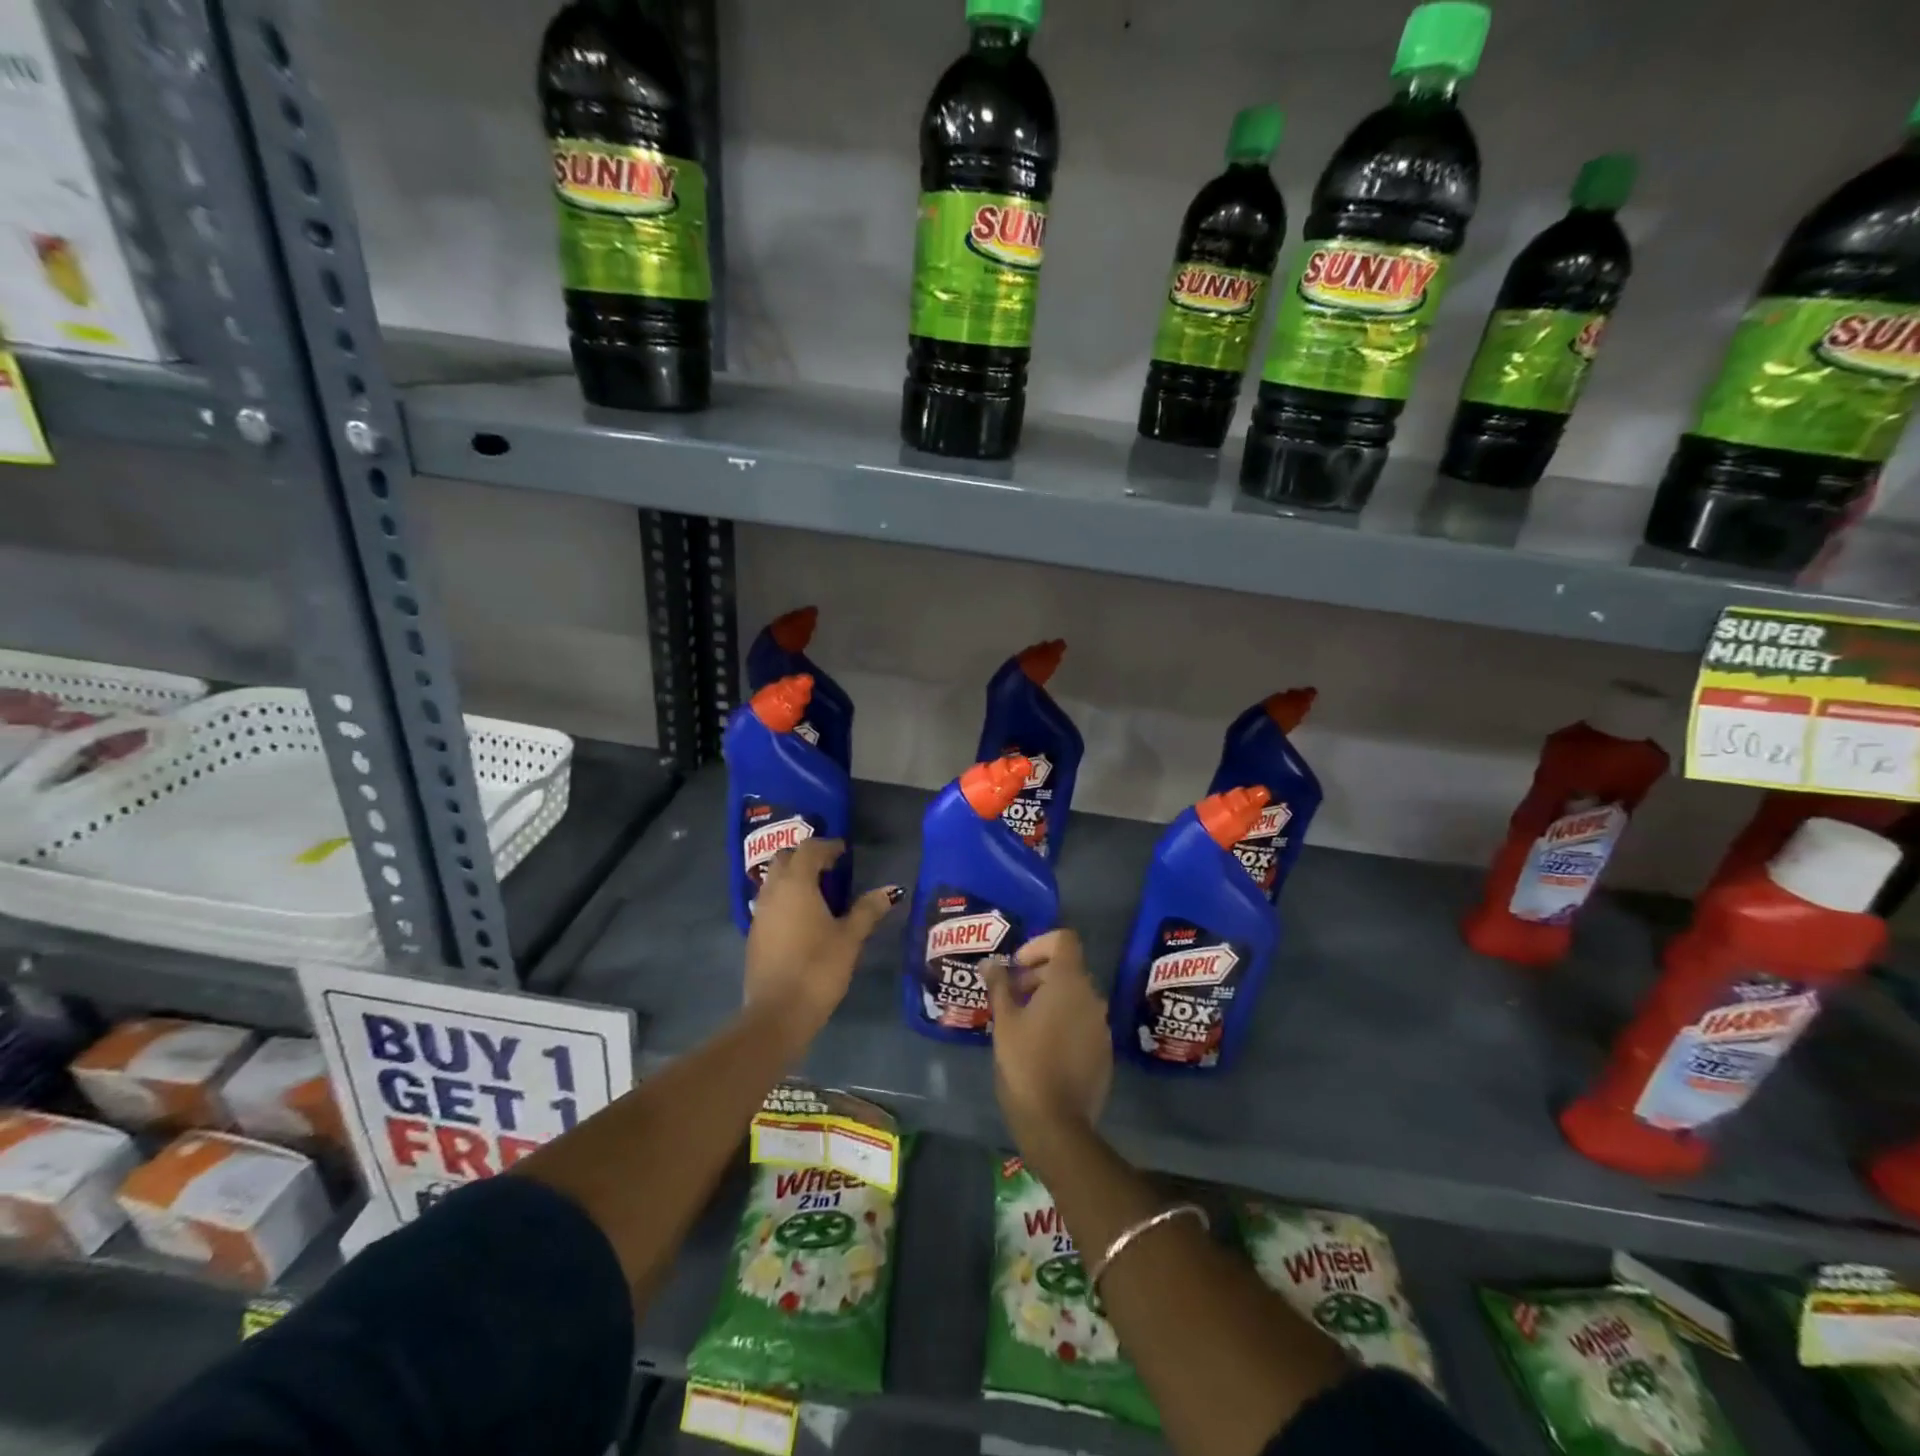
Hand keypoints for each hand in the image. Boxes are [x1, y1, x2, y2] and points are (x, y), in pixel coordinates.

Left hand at [744, 838, 899, 1040]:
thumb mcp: (850, 938)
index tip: (844, 851)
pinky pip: (770, 902)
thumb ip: (868, 910)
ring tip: (819, 890)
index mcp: (796, 884)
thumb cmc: (818, 969)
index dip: (827, 846)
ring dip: (793, 877)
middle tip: (830, 866)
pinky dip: (786, 898)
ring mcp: (759, 914)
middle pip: (785, 859)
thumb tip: (890, 890)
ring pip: (774, 881)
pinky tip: (804, 917)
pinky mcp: (755, 935)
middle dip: (806, 856)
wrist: (777, 1014)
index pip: (808, 849)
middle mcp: (773, 892)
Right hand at [984, 930, 1112, 1140]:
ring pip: (1076, 996)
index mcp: (1069, 983)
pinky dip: (1063, 1021)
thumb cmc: (1025, 1064)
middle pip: (1068, 968)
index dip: (1039, 945)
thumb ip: (999, 986)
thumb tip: (990, 964)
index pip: (1063, 940)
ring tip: (1022, 1021)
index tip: (1016, 966)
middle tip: (1011, 996)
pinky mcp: (1104, 1050)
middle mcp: (1092, 997)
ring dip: (1050, 998)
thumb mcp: (1004, 1022)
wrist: (1057, 1123)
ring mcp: (1101, 1025)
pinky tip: (1041, 1045)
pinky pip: (1082, 1021)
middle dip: (1038, 974)